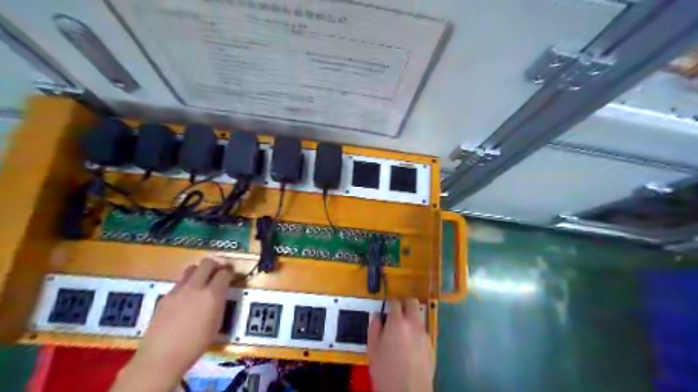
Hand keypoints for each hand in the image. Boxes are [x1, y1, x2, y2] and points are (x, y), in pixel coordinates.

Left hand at [111, 259, 231, 389]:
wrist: (162, 356)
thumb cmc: (196, 344)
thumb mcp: (216, 323)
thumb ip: (219, 303)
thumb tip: (220, 294)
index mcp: (212, 294)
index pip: (225, 273)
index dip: (230, 272)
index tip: (231, 275)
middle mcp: (196, 287)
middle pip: (207, 263)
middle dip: (215, 265)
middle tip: (218, 273)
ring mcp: (179, 290)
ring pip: (191, 268)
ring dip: (199, 271)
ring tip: (202, 282)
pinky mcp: (166, 296)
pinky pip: (180, 282)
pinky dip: (187, 284)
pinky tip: (187, 297)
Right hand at [368, 298, 433, 391]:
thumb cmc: (386, 371)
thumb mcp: (373, 349)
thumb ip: (374, 328)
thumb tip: (376, 315)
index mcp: (397, 322)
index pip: (395, 302)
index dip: (390, 301)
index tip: (386, 305)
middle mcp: (413, 324)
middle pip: (412, 303)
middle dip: (404, 303)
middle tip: (396, 310)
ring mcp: (424, 334)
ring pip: (419, 316)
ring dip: (411, 316)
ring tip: (403, 328)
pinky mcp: (431, 345)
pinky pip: (423, 330)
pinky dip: (416, 330)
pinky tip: (410, 342)